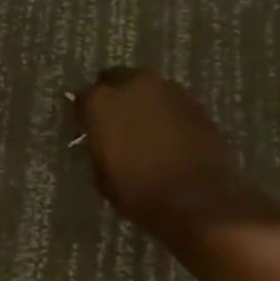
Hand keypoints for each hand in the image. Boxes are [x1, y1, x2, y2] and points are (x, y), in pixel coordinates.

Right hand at [72, 68, 279, 243]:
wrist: (196, 200)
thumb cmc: (138, 191)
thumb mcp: (102, 173)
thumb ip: (97, 145)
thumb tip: (100, 137)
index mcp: (102, 102)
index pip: (82, 97)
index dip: (84, 113)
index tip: (86, 127)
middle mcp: (133, 85)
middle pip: (116, 79)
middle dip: (113, 96)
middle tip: (115, 120)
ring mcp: (168, 90)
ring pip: (146, 88)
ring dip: (142, 102)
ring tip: (143, 127)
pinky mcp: (195, 103)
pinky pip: (171, 102)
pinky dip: (166, 113)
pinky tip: (167, 135)